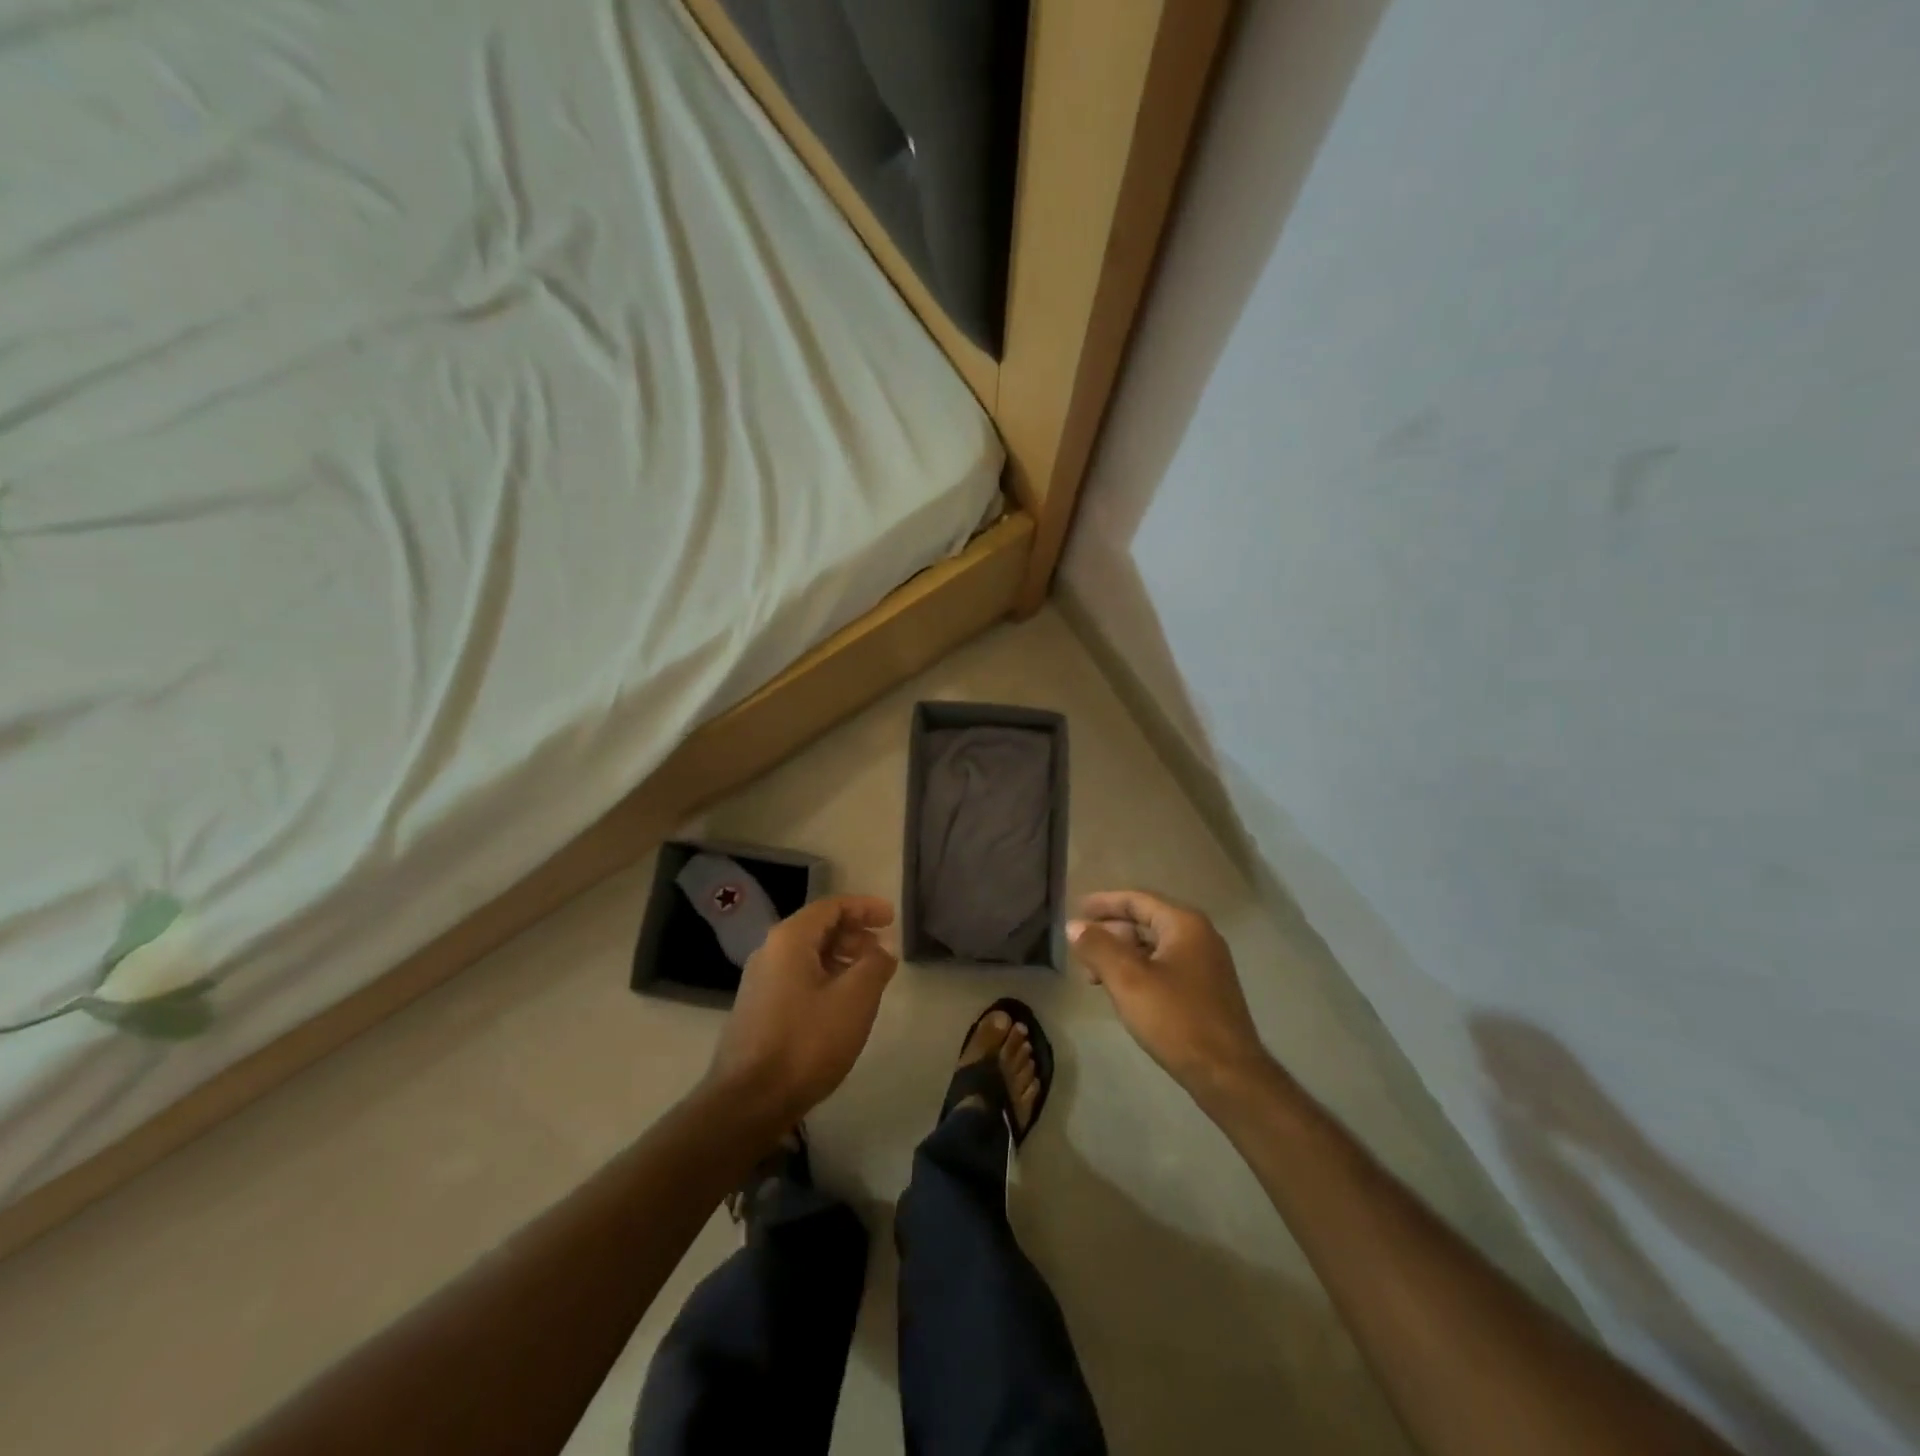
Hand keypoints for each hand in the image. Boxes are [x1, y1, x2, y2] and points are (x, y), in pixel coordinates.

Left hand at [706, 895, 898, 1127]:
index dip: (865, 907)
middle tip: (883, 949)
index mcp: (790, 939)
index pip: (832, 906)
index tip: (892, 918)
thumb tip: (881, 951)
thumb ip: (874, 964)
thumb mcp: (855, 998)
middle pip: (818, 927)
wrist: (750, 1100)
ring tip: (869, 976)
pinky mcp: (759, 1008)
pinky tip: (843, 1001)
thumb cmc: (807, 1041)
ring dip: (842, 956)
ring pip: (808, 954)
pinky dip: (826, 976)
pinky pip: (798, 976)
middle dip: (854, 933)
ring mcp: (760, 981)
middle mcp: (770, 951)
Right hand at [1068, 890, 1269, 1099]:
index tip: (1076, 909)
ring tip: (1093, 974)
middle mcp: (1199, 936)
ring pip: (1154, 947)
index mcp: (1184, 924)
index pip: (1136, 900)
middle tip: (1080, 947)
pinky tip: (1122, 991)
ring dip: (1121, 955)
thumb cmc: (1176, 1019)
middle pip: (1146, 921)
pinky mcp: (1206, 990)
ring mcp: (1206, 964)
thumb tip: (1074, 926)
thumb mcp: (1128, 980)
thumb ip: (1098, 947)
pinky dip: (1138, 971)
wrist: (1228, 1075)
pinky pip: (1164, 967)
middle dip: (1110, 932)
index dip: (1103, 903)